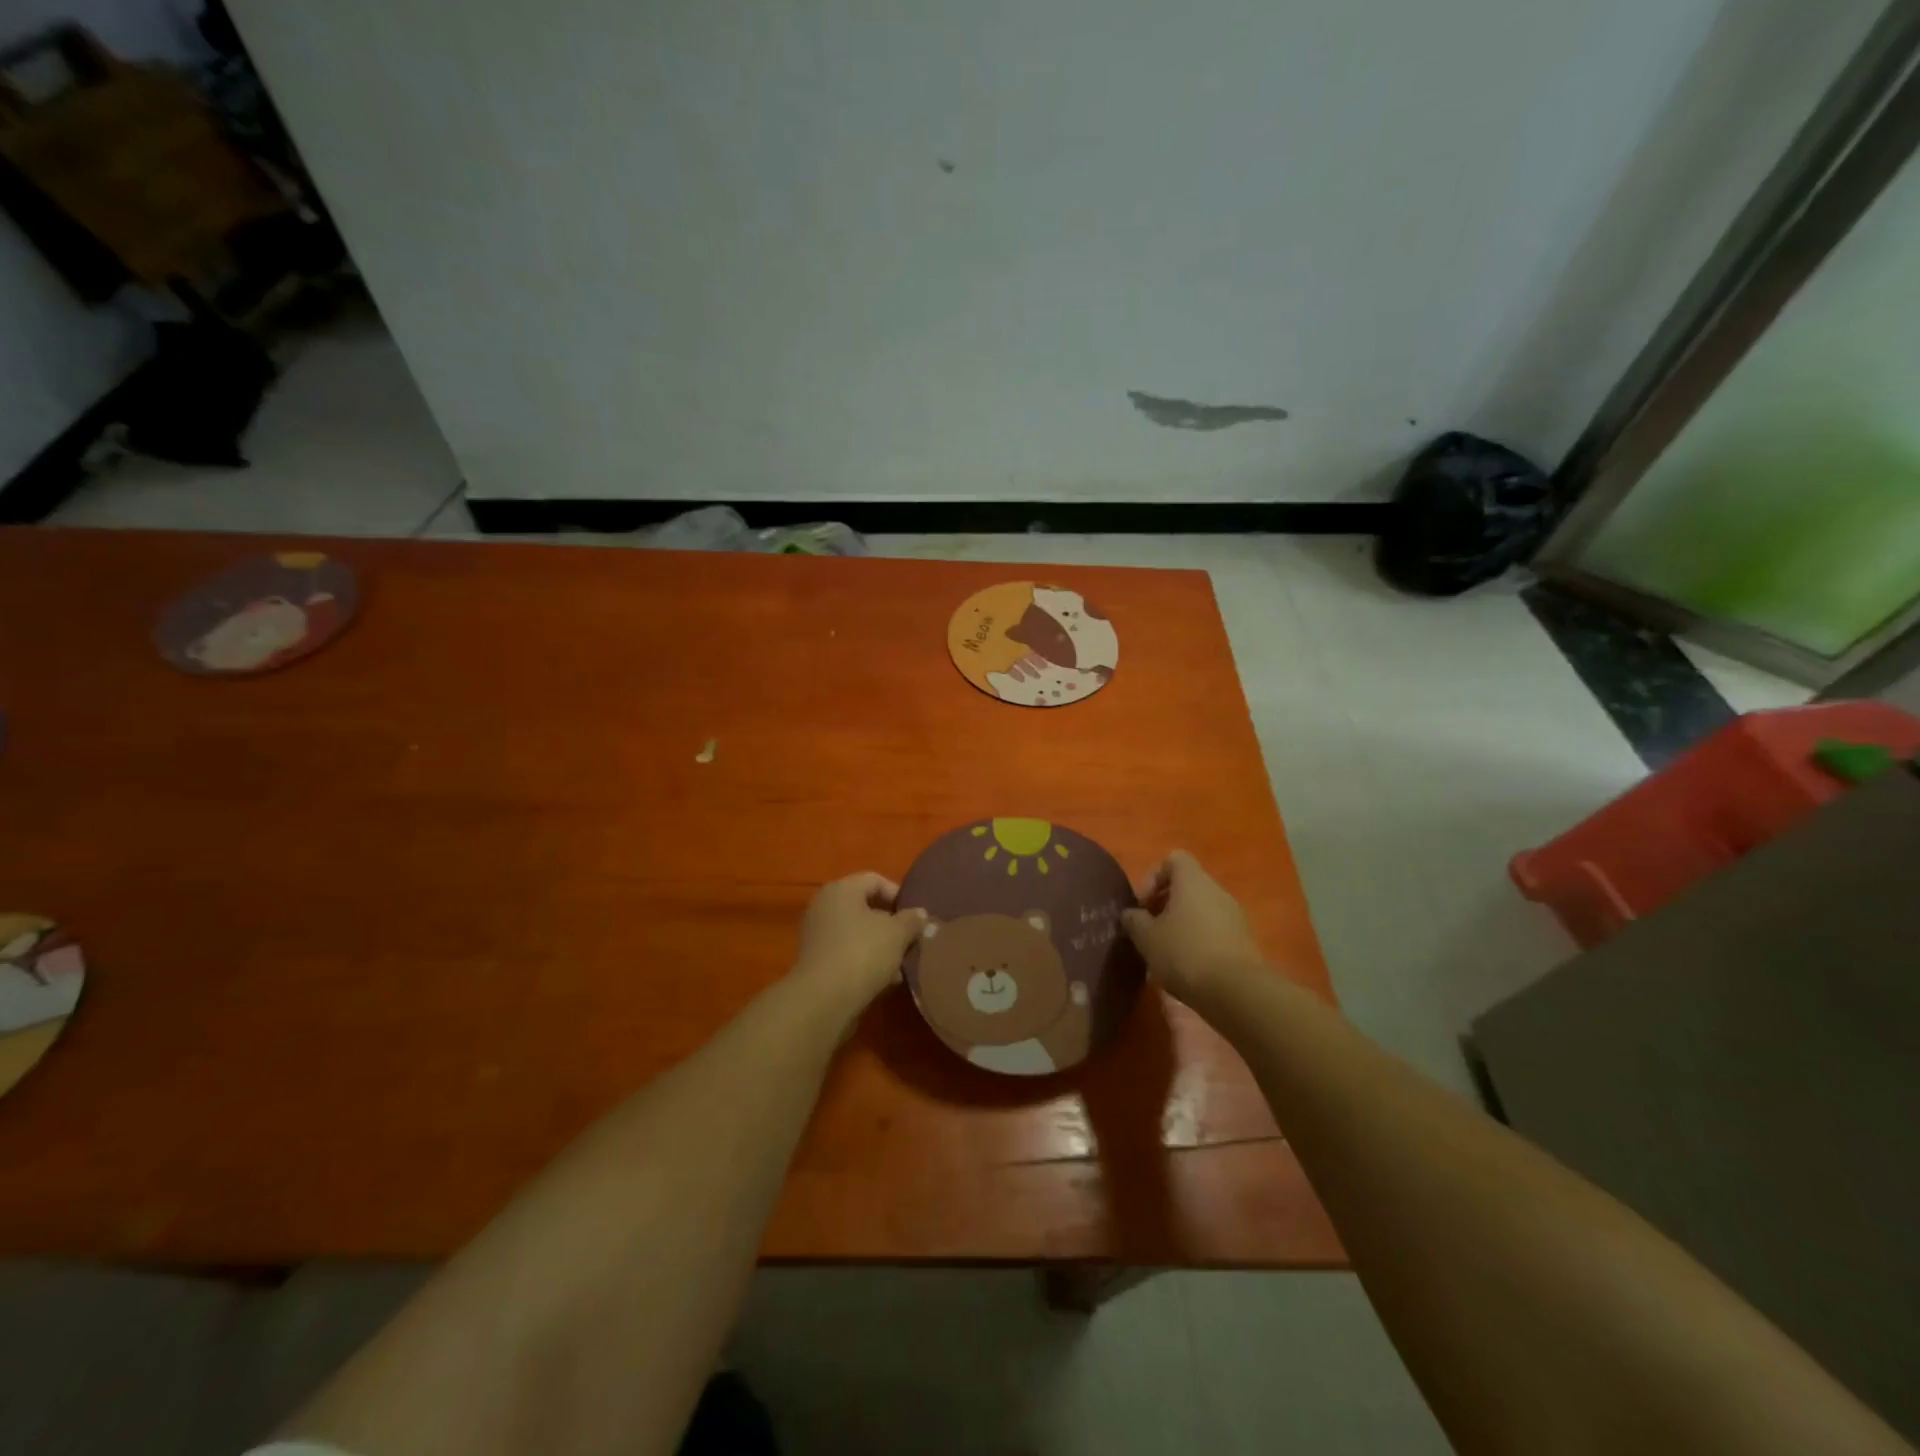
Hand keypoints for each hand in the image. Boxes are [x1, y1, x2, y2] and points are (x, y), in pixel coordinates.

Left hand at [790, 872, 926, 1013]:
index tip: (915, 916)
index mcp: (841, 890)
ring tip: (900, 966)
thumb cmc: (863, 953)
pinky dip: (865, 961)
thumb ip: (911, 920)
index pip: (874, 880)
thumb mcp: (897, 934)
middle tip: (910, 940)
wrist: (823, 1000)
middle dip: (891, 924)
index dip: (898, 895)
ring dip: (881, 946)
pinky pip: (847, 952)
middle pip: (865, 908)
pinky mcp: (816, 961)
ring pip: (858, 933)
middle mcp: (824, 906)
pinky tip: (884, 980)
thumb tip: (919, 913)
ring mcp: (817, 935)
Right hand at [1120, 851, 1265, 1006]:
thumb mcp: (1146, 937)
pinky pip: (1215, 931)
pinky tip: (1188, 968)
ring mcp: (1235, 916)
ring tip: (1166, 953)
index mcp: (1193, 881)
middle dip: (1165, 905)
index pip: (1174, 859)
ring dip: (1182, 925)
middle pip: (1188, 886)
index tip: (1142, 904)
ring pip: (1201, 910)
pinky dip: (1199, 941)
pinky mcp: (1244, 941)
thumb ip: (1134, 920)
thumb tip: (1132, 914)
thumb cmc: (1184, 952)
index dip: (1154, 877)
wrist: (1235, 991)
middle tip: (1150, 930)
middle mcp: (1217, 891)